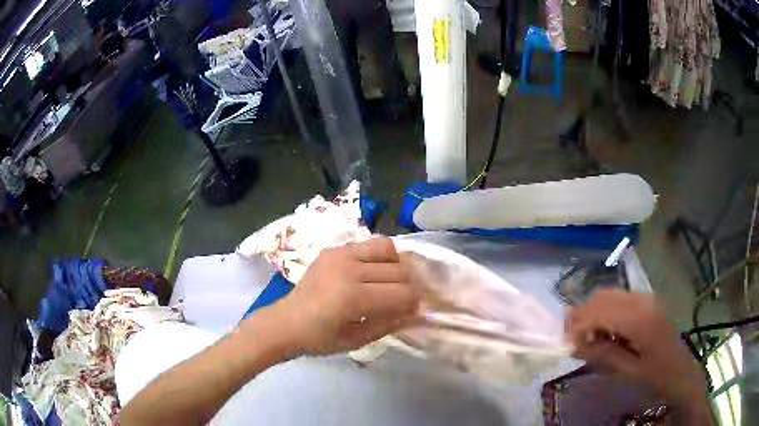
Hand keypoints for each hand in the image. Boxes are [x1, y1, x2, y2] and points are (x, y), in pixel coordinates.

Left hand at [263, 237, 419, 355]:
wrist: (286, 322)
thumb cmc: (320, 339)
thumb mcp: (357, 340)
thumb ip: (390, 324)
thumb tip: (418, 313)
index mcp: (353, 297)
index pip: (403, 293)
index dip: (414, 304)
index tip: (412, 312)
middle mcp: (349, 269)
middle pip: (399, 271)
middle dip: (408, 287)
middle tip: (401, 300)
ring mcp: (340, 254)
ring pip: (388, 249)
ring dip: (395, 266)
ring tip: (388, 282)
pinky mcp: (334, 248)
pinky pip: (369, 244)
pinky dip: (379, 256)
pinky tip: (371, 272)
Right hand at [568, 290, 707, 405]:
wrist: (679, 368)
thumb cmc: (655, 374)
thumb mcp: (628, 371)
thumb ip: (603, 355)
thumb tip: (575, 345)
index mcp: (641, 320)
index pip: (601, 312)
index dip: (579, 325)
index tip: (565, 342)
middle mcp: (643, 300)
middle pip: (603, 297)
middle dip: (582, 315)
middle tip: (571, 339)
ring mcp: (646, 297)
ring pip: (610, 294)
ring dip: (593, 312)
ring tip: (587, 337)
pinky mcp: (646, 300)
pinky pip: (619, 298)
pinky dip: (605, 311)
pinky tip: (605, 331)